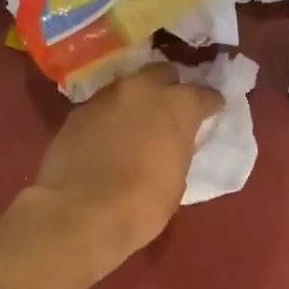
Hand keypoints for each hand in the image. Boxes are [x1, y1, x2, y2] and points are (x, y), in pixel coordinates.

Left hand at [27, 64, 220, 278]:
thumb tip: (172, 143)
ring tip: (136, 123)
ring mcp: (105, 97)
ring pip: (127, 88)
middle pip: (162, 74)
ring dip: (135, 101)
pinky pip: (101, 108)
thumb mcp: (177, 178)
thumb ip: (178, 148)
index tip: (212, 110)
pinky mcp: (76, 112)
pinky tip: (107, 137)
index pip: (203, 94)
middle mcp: (142, 90)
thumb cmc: (142, 204)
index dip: (209, 103)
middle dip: (169, 88)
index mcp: (177, 106)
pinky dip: (109, 118)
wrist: (82, 214)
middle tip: (170, 109)